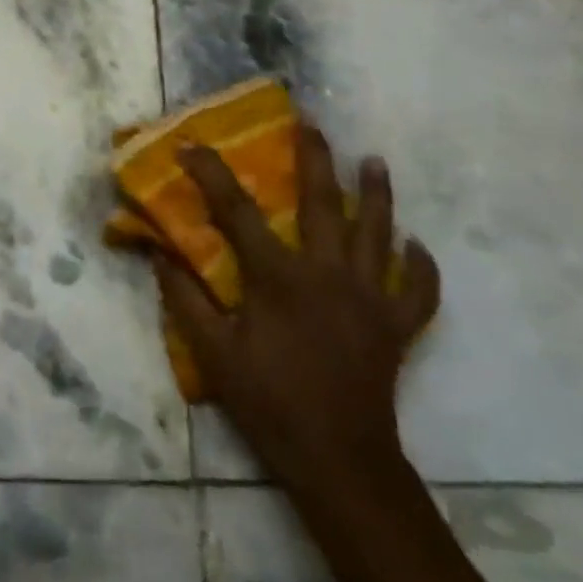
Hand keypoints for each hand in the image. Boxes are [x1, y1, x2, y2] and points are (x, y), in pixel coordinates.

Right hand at [155, 122, 439, 488]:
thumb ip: (185, 299)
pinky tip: (417, 245)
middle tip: (310, 123)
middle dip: (314, 157)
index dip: (210, 173)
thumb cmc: (270, 402)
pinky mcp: (397, 324)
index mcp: (279, 277)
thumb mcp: (213, 353)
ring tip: (375, 161)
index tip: (191, 144)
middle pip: (323, 201)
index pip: (236, 211)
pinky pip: (420, 288)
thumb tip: (160, 254)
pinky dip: (423, 266)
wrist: (339, 458)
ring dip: (377, 193)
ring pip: (380, 232)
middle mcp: (328, 273)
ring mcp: (370, 297)